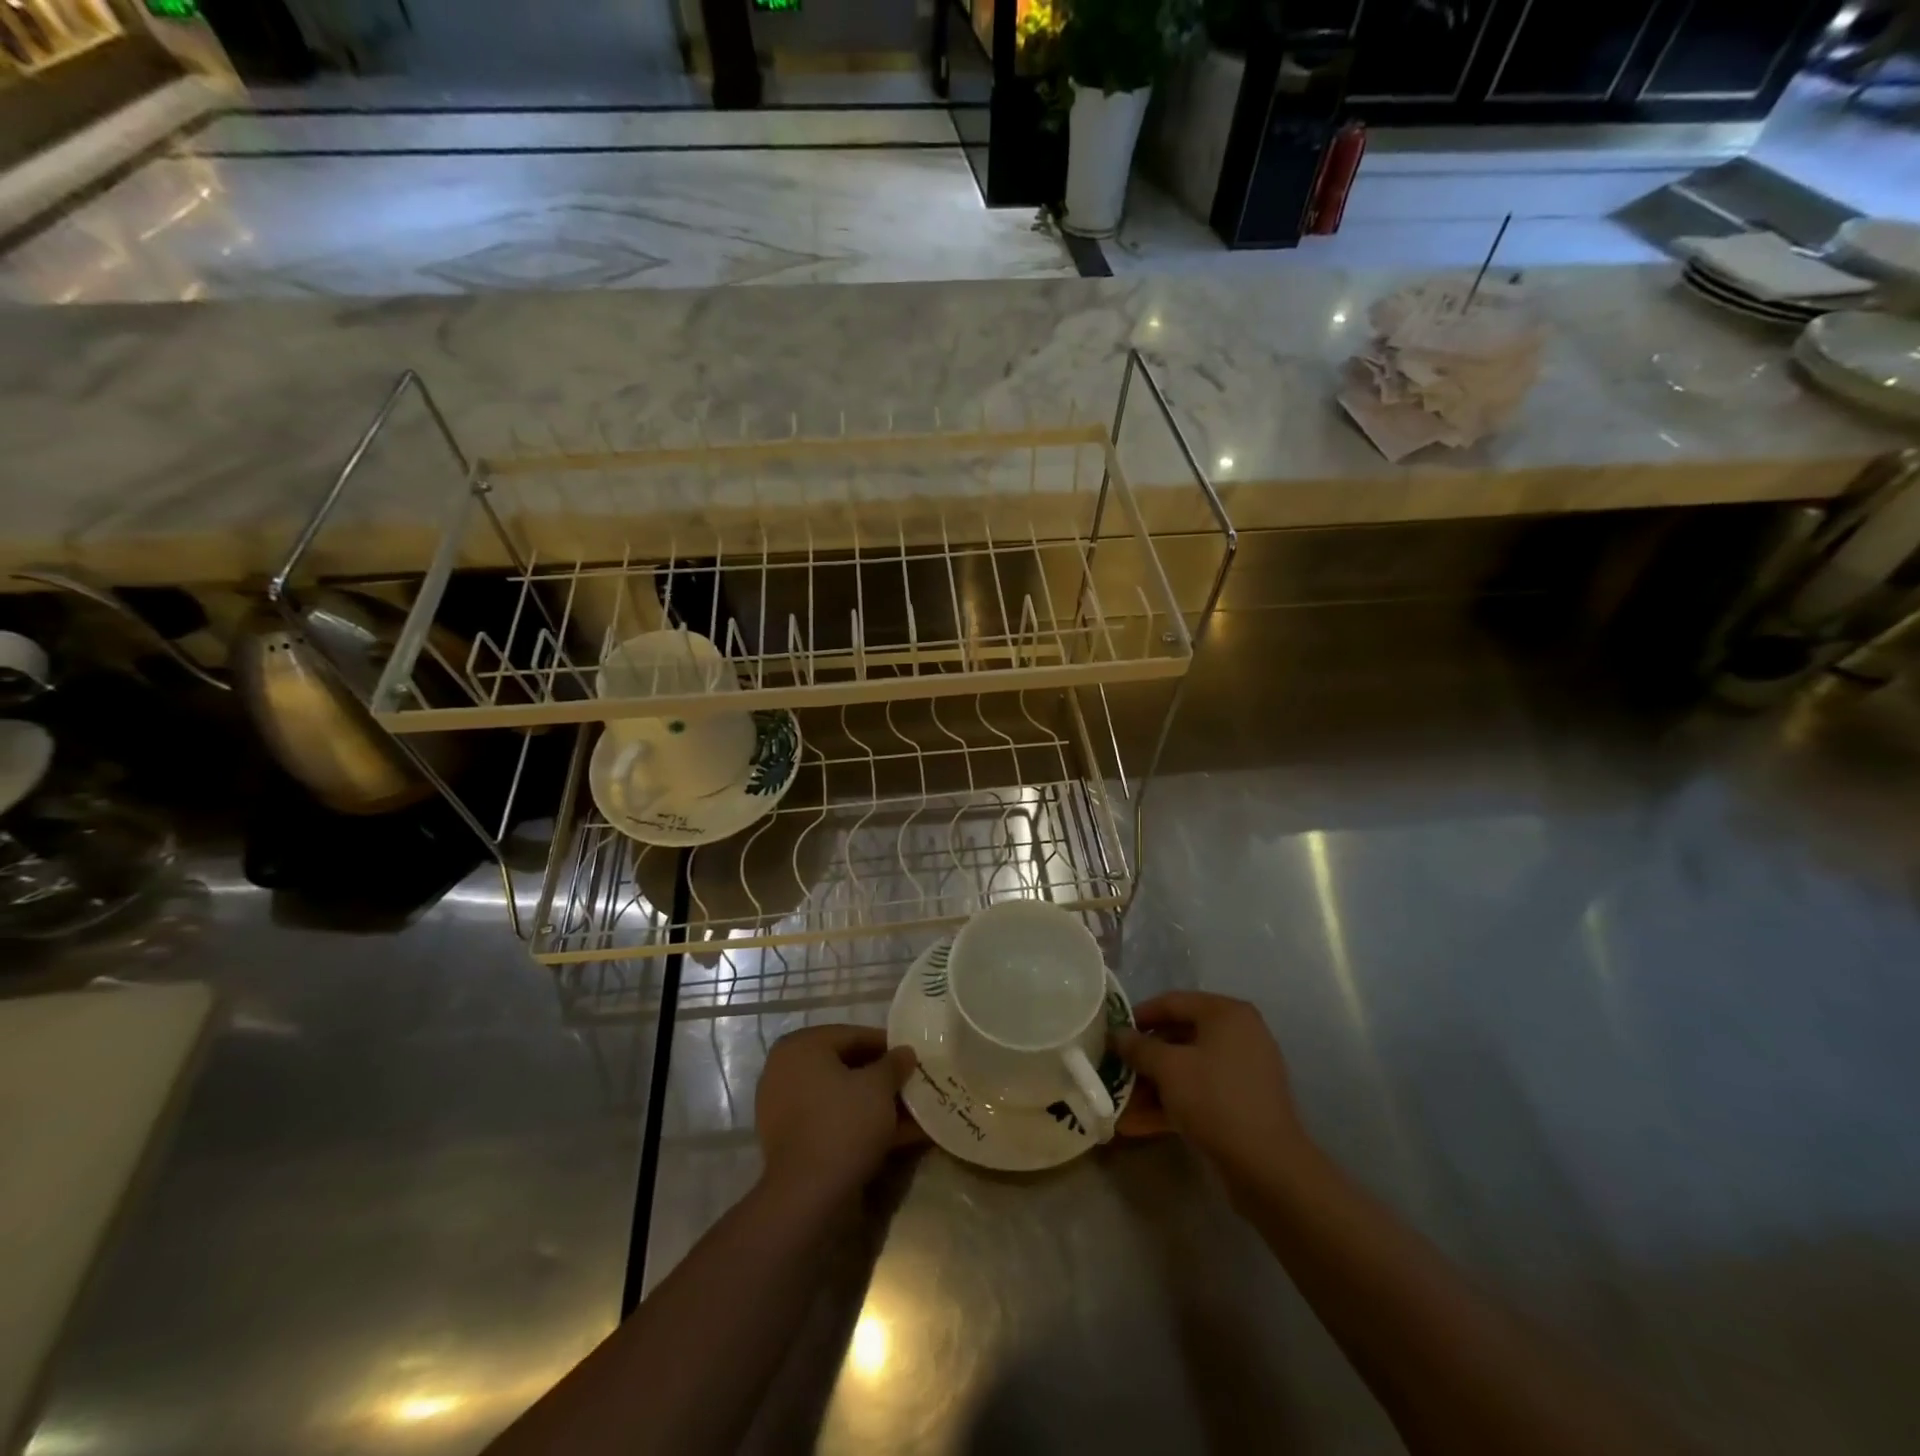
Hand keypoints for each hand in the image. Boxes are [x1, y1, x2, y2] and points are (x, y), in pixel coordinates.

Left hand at [755, 1025, 921, 1203]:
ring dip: (874, 1104)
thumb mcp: (879, 1086)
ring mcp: (784, 1107)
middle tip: (911, 1084)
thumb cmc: (843, 1123)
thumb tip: (905, 1052)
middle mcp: (785, 1070)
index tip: (911, 1057)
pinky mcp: (790, 1140)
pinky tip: (895, 1136)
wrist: (807, 1195)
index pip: (851, 1035)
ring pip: (839, 1097)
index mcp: (801, 1046)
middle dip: (881, 1078)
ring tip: (911, 1113)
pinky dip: (859, 1124)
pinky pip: (830, 1121)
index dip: (886, 1045)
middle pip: (844, 1066)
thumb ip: (894, 1063)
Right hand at [1114, 992, 1314, 1189]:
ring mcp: (1244, 1069)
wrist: (1269, 1167)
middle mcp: (1239, 1033)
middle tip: (1117, 1068)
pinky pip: (1202, 1090)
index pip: (1172, 1002)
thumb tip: (1116, 1033)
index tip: (1113, 1033)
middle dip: (1146, 1055)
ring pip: (1189, 1066)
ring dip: (1155, 1082)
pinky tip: (1142, 1121)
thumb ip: (1138, 1046)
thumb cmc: (1215, 1100)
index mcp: (1226, 1013)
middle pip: (1180, 1034)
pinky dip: (1174, 1100)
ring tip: (1124, 1100)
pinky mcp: (1244, 1101)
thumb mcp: (1168, 1068)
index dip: (1139, 1015)